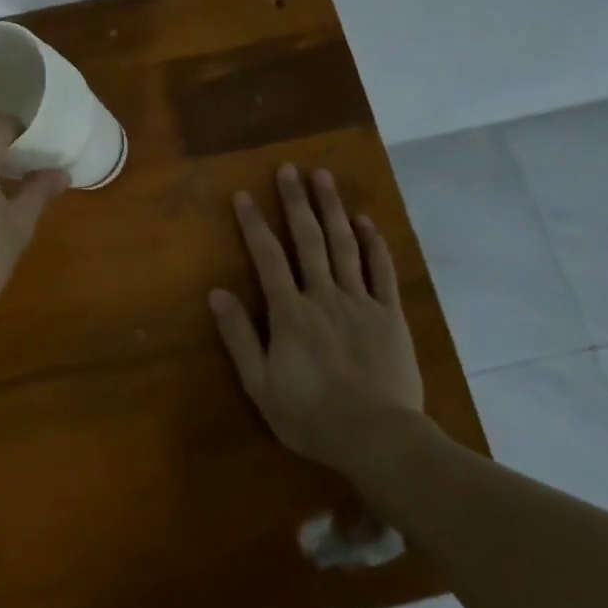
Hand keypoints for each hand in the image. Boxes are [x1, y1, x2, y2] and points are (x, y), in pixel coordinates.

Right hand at [210, 164, 426, 480]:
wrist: (379, 439)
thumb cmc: (311, 416)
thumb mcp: (261, 384)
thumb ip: (239, 336)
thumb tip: (217, 293)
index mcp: (290, 312)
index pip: (267, 257)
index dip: (254, 224)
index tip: (244, 194)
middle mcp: (323, 295)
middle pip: (308, 239)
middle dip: (296, 201)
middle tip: (290, 168)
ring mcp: (360, 302)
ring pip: (344, 245)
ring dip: (332, 208)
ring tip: (324, 177)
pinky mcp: (390, 315)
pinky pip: (381, 271)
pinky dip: (373, 243)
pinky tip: (365, 221)